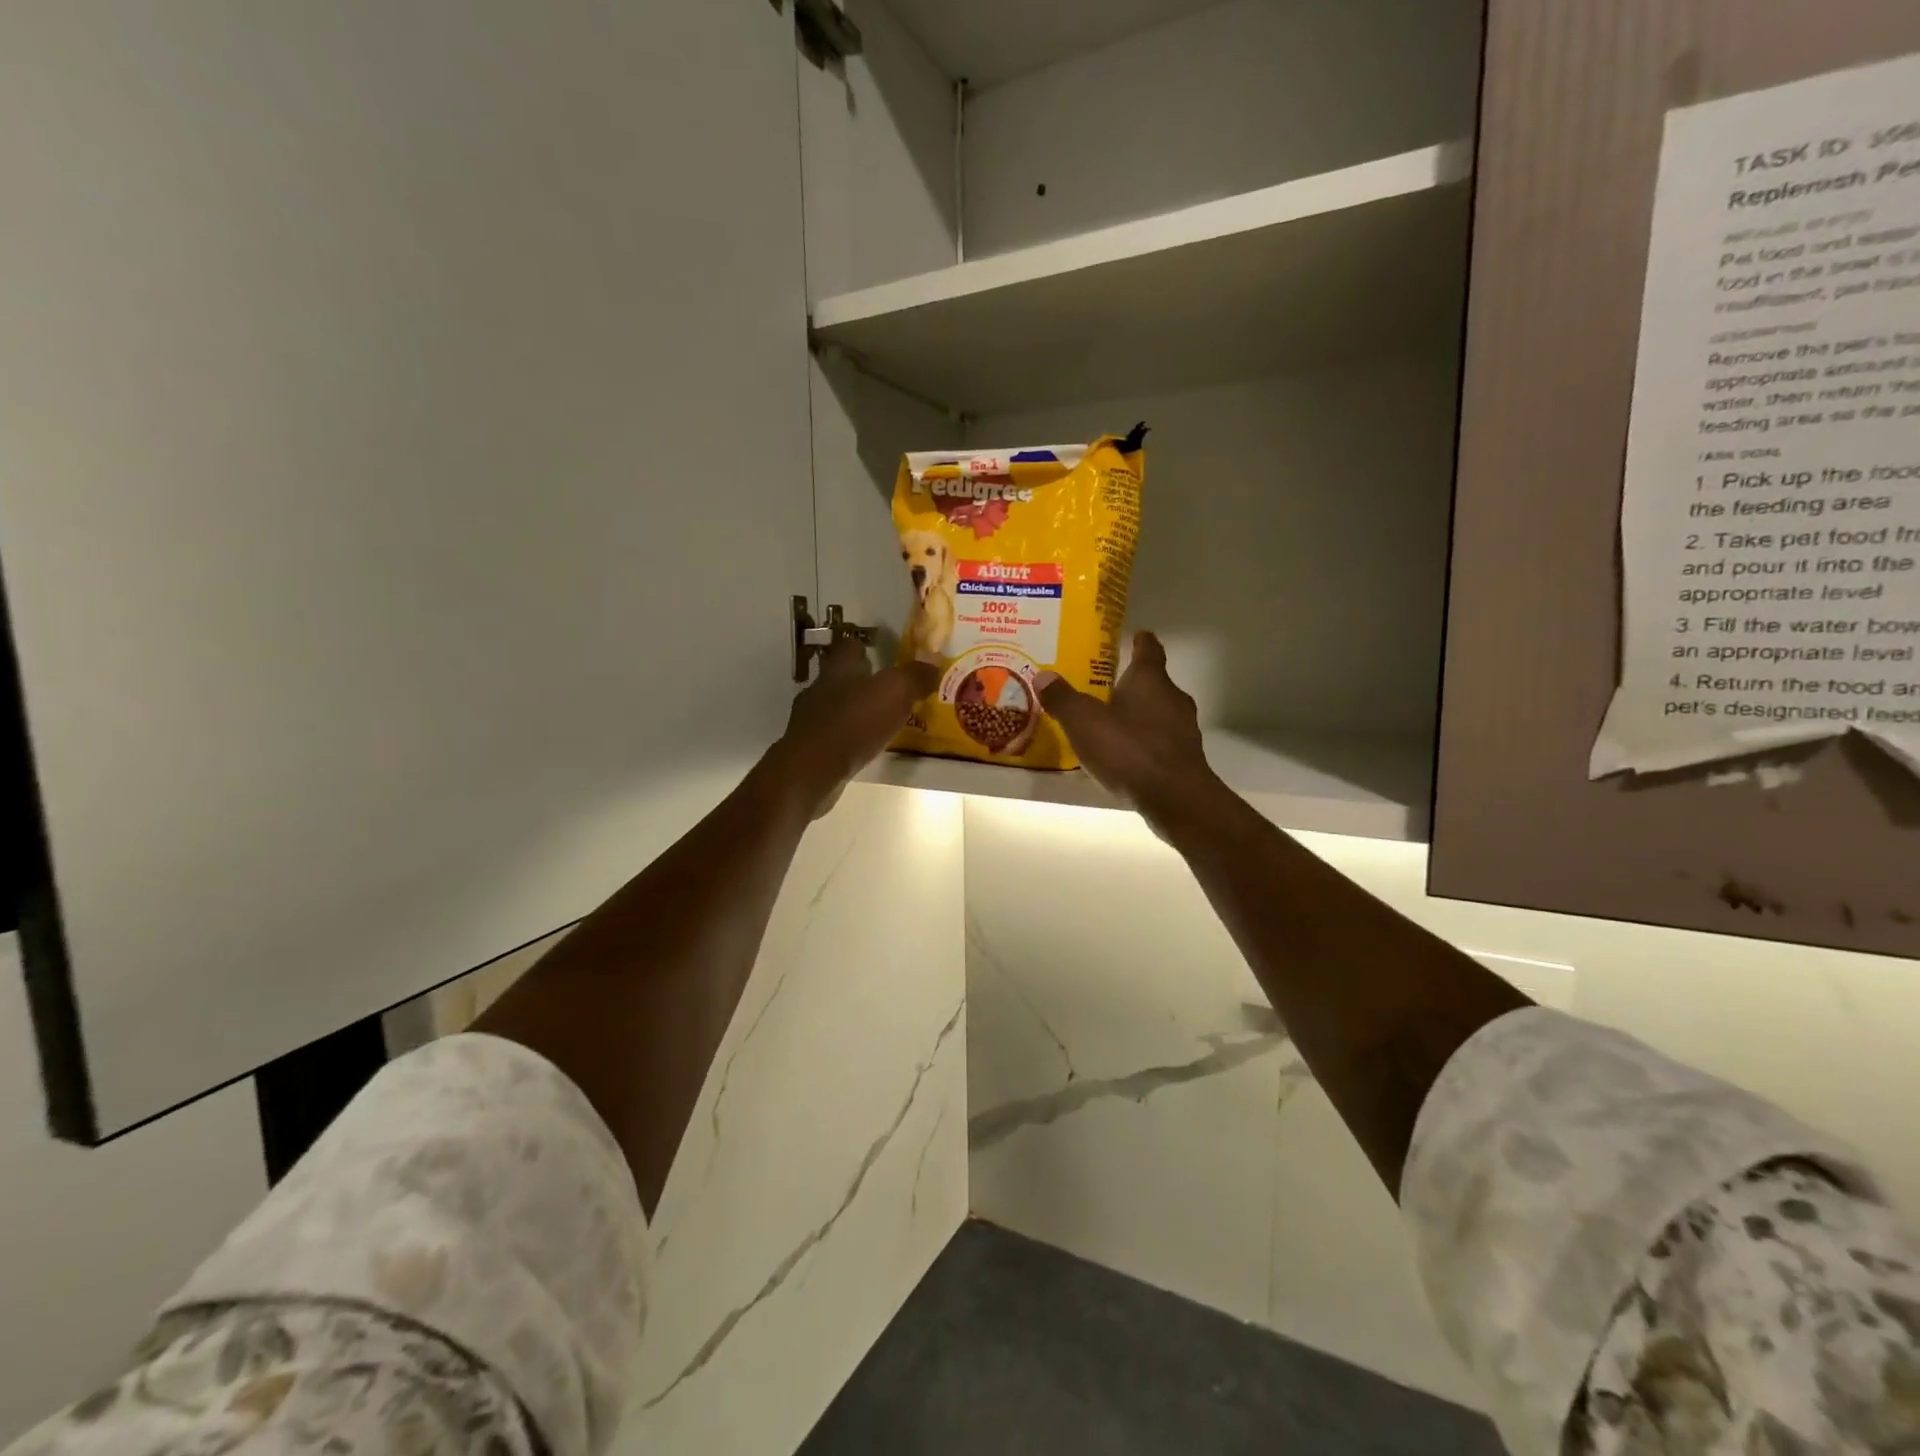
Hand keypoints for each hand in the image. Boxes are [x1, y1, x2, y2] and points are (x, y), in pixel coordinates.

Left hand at [770, 638, 937, 813]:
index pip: (850, 646)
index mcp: (839, 668)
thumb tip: (933, 662)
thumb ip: (916, 675)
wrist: (812, 771)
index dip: (867, 647)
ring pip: (837, 707)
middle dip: (865, 682)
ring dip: (858, 712)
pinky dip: (849, 738)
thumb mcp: (896, 692)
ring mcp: (810, 719)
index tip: (886, 655)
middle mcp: (820, 688)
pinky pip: (834, 735)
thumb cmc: (854, 722)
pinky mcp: (808, 747)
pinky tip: (865, 747)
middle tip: (892, 692)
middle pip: (843, 677)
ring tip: (884, 722)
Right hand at [1038, 632, 1216, 821]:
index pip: (1149, 649)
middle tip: (1106, 684)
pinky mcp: (1185, 758)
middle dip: (1132, 682)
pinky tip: (1125, 754)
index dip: (1140, 641)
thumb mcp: (1084, 722)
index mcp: (1150, 679)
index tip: (1134, 635)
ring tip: (1111, 722)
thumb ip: (1063, 698)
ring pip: (1159, 712)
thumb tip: (1043, 674)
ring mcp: (1183, 729)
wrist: (1175, 798)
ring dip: (1139, 714)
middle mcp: (1172, 697)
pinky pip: (1160, 740)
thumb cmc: (1129, 749)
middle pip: (1154, 681)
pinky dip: (1144, 741)